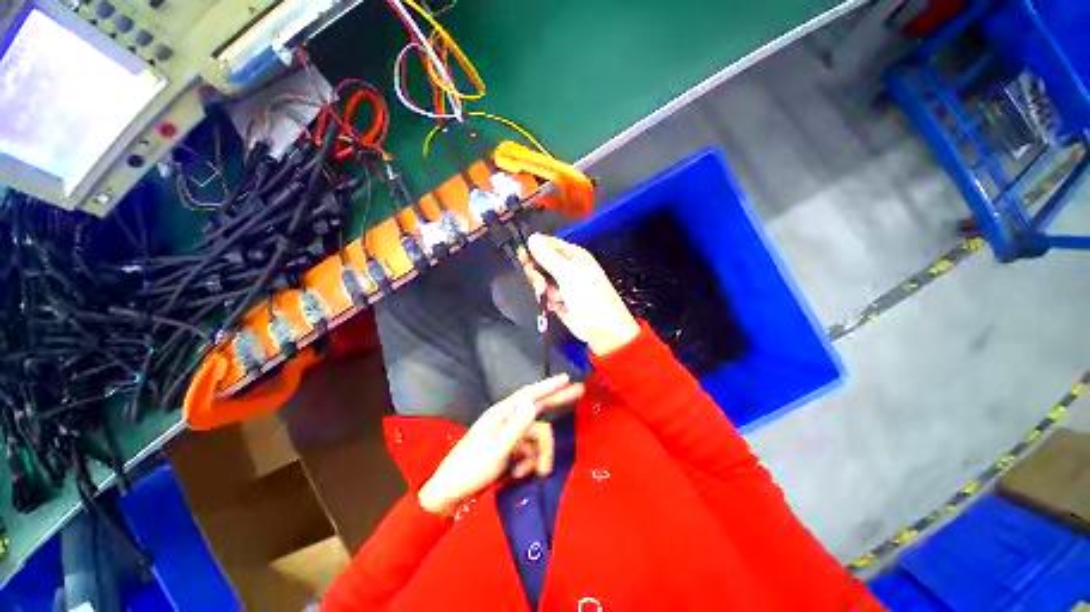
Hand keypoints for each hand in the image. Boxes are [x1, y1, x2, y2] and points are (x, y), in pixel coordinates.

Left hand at [418, 375, 584, 516]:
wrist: (450, 494)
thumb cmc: (470, 469)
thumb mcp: (495, 449)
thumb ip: (517, 426)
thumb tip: (534, 403)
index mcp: (501, 414)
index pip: (530, 394)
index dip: (549, 386)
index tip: (566, 377)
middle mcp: (507, 420)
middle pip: (538, 408)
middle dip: (558, 402)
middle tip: (580, 391)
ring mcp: (509, 435)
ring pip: (537, 436)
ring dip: (539, 454)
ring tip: (530, 473)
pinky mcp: (510, 449)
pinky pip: (531, 450)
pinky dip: (530, 462)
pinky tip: (520, 474)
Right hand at [523, 234, 639, 355]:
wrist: (601, 328)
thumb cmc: (591, 298)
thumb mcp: (569, 273)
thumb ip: (549, 257)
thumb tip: (532, 238)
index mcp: (573, 255)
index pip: (548, 244)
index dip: (534, 248)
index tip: (523, 256)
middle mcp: (566, 267)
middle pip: (540, 261)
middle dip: (536, 272)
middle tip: (540, 282)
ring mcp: (561, 284)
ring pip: (539, 278)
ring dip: (541, 288)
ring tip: (552, 296)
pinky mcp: (557, 299)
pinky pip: (542, 294)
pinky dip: (545, 299)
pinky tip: (553, 304)